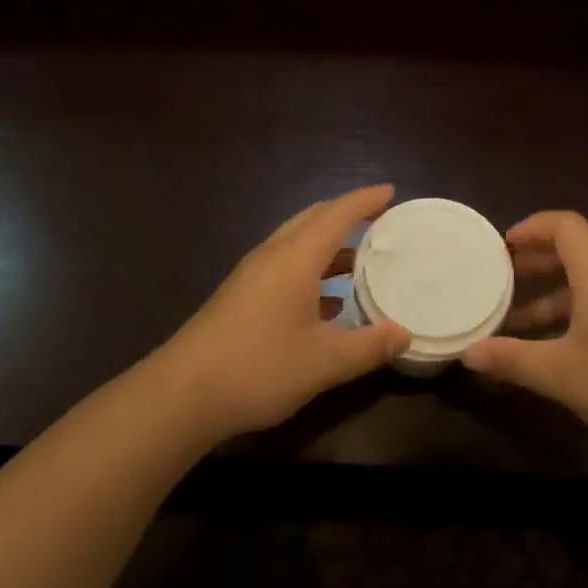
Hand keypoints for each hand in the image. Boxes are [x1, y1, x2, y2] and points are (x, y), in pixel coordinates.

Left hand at [155, 185, 410, 440]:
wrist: (182, 394)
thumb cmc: (259, 367)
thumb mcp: (324, 362)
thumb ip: (369, 346)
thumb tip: (405, 334)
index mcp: (295, 258)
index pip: (336, 214)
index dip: (365, 200)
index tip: (392, 193)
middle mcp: (273, 256)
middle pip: (314, 219)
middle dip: (347, 214)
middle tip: (380, 220)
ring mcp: (253, 275)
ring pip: (297, 243)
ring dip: (329, 244)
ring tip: (362, 260)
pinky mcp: (241, 296)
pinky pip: (286, 266)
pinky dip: (312, 269)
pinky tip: (329, 303)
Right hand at [463, 211, 587, 465]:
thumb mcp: (561, 374)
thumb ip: (512, 359)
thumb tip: (467, 354)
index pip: (565, 225)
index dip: (532, 227)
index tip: (502, 247)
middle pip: (575, 249)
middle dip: (535, 260)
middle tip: (501, 279)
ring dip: (552, 292)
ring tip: (518, 319)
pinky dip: (575, 308)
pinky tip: (557, 343)